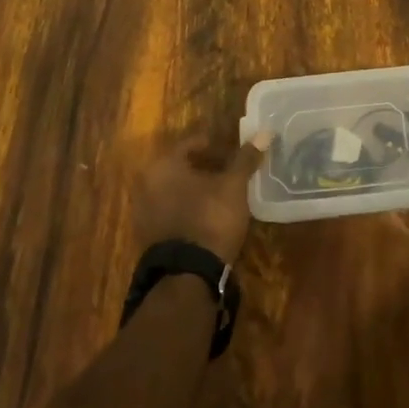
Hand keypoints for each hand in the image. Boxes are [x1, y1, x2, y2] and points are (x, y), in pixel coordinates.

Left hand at [133, 132, 268, 263]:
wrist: (188, 275)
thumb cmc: (210, 218)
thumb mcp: (233, 186)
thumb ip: (246, 158)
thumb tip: (264, 132)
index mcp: (164, 165)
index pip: (190, 144)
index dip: (214, 145)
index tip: (232, 152)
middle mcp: (147, 183)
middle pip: (180, 166)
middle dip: (204, 167)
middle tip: (228, 171)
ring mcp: (144, 211)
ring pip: (174, 189)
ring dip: (195, 188)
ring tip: (220, 194)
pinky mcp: (148, 235)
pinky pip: (170, 210)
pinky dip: (187, 208)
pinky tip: (206, 215)